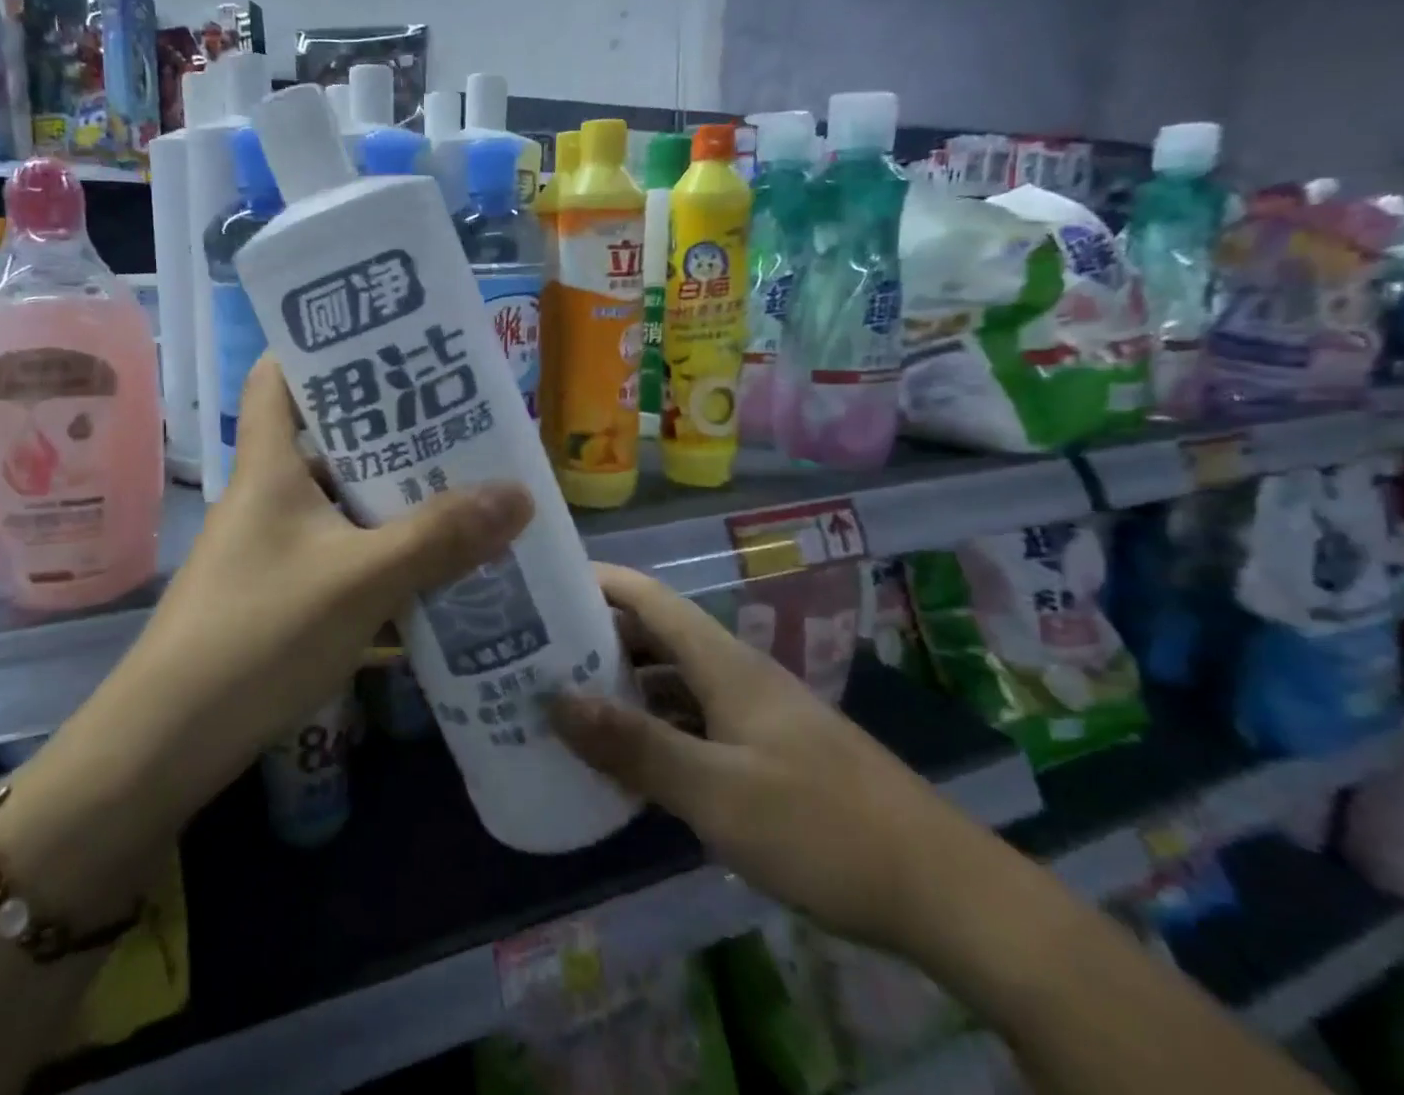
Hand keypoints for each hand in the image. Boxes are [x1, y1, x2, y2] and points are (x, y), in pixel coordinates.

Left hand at [118, 357, 533, 808]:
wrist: (168, 745)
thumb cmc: (258, 634)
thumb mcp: (360, 580)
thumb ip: (439, 537)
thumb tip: (520, 493)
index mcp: (270, 465)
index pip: (279, 376)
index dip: (323, 349)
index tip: (386, 342)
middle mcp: (269, 495)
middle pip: (330, 439)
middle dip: (392, 430)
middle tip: (461, 420)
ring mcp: (275, 547)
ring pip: (343, 502)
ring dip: (396, 498)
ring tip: (466, 487)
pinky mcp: (283, 594)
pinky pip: (344, 554)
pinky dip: (386, 553)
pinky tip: (437, 565)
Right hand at [549, 565, 1000, 956]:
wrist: (942, 891)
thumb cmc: (821, 826)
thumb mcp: (717, 792)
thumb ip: (635, 745)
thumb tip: (554, 700)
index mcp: (722, 661)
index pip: (646, 596)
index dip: (595, 581)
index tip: (539, 587)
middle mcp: (733, 674)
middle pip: (653, 636)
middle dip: (594, 638)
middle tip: (530, 655)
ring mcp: (750, 714)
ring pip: (671, 682)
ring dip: (621, 687)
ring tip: (560, 704)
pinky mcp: (763, 754)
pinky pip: (690, 724)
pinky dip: (652, 729)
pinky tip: (624, 762)